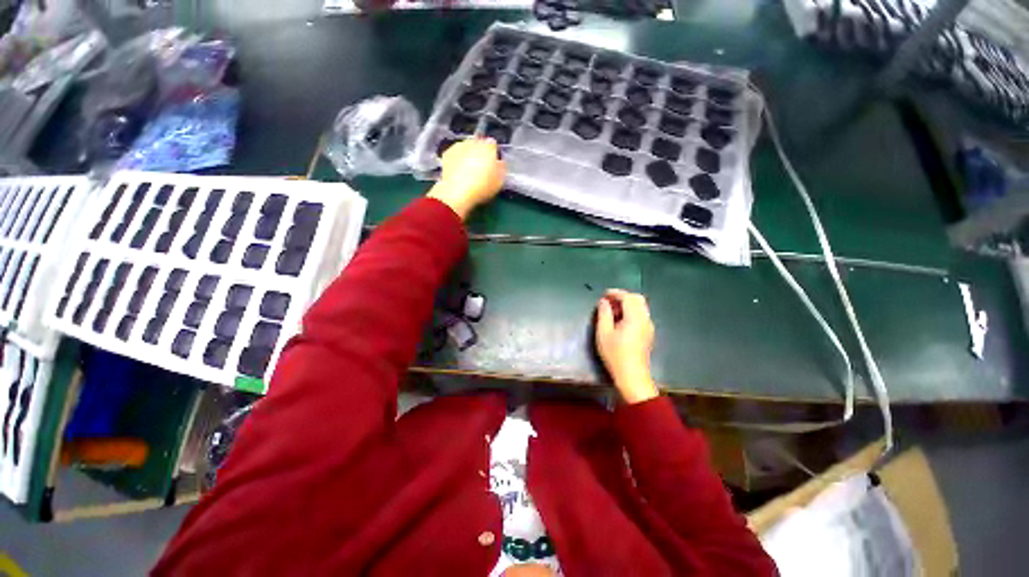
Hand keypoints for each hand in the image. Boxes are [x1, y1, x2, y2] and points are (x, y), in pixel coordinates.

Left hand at [428, 138, 505, 219]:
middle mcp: (473, 142)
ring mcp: (458, 146)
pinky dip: (457, 159)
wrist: (457, 192)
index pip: (492, 144)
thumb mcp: (499, 181)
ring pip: (466, 147)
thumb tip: (500, 161)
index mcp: (488, 147)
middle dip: (480, 152)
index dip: (493, 153)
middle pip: (478, 143)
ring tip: (468, 169)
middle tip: (480, 167)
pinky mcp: (447, 153)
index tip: (492, 163)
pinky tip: (458, 171)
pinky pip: (455, 154)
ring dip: (468, 154)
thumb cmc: (482, 187)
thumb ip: (502, 168)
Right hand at [595, 289, 658, 404]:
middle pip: (638, 299)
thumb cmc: (615, 355)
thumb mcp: (603, 333)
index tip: (604, 294)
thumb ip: (604, 314)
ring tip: (613, 311)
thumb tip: (603, 301)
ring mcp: (649, 327)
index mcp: (635, 318)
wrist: (632, 376)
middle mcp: (645, 319)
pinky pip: (641, 315)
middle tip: (608, 301)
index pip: (628, 297)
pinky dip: (631, 311)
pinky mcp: (648, 333)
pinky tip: (620, 321)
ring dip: (627, 304)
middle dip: (623, 296)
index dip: (616, 293)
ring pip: (641, 307)